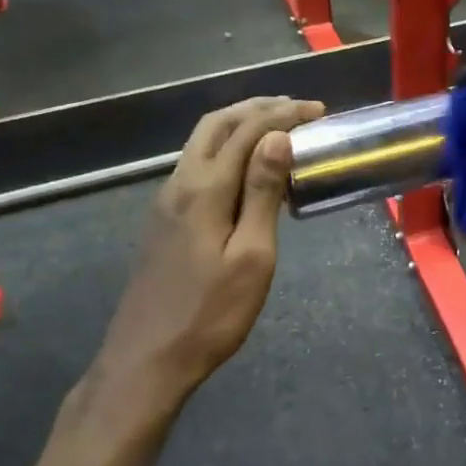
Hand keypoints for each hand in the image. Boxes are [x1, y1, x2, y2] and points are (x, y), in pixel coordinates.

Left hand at [87, 96, 324, 413]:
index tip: (318, 111)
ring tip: (277, 127)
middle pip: (217, 124)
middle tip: (297, 108)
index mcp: (204, 189)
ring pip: (202, 141)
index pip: (247, 131)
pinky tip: (245, 167)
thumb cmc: (211, 314)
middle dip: (257, 107)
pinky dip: (226, 148)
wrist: (147, 359)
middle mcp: (180, 183)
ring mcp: (166, 200)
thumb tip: (278, 138)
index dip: (283, 114)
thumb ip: (262, 193)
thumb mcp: (251, 257)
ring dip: (239, 124)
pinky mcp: (163, 218)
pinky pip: (196, 163)